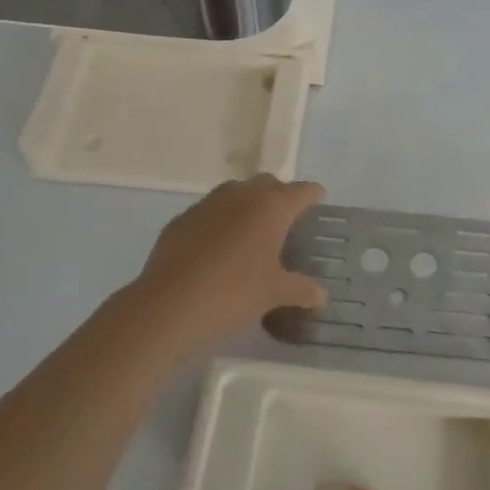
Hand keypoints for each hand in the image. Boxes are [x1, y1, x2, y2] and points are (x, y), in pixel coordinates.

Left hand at [130, 175, 328, 352]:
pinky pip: (208, 212)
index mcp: (270, 208)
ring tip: (252, 229)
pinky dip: (219, 221)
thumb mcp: (275, 294)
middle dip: (279, 194)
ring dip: (247, 203)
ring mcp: (206, 205)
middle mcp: (240, 196)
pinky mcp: (180, 221)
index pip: (300, 191)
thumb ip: (302, 290)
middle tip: (286, 218)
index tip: (318, 198)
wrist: (169, 305)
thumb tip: (321, 295)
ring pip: (234, 192)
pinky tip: (218, 246)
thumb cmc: (233, 293)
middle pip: (267, 183)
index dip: (312, 194)